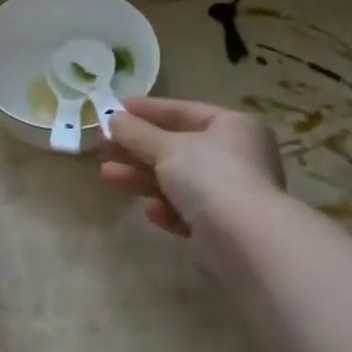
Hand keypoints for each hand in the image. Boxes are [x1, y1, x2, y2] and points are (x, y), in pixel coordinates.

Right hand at [99, 96, 283, 237]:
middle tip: (104, 145)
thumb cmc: (210, 177)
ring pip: (177, 180)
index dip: (147, 109)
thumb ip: (137, 133)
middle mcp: (236, 156)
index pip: (183, 111)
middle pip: (177, 147)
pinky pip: (186, 210)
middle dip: (138, 148)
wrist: (246, 242)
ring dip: (142, 177)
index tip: (114, 108)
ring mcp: (230, 193)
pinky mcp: (221, 227)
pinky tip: (149, 209)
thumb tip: (113, 119)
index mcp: (232, 127)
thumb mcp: (167, 147)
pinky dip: (166, 207)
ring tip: (107, 174)